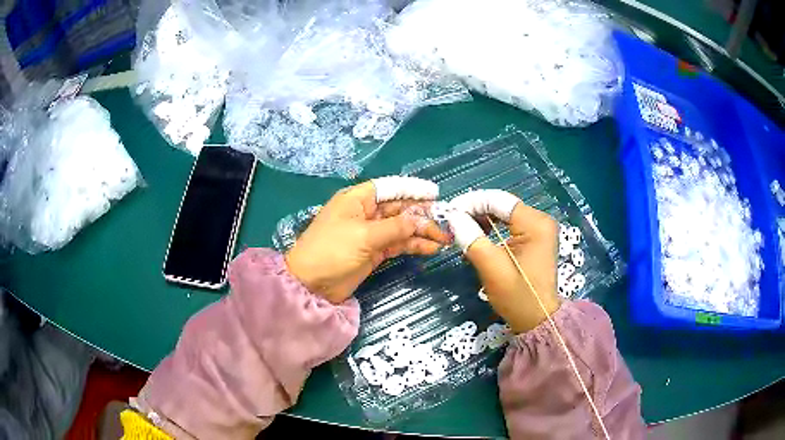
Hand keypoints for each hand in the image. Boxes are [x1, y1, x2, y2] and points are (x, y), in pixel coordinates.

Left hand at [286, 177, 449, 303]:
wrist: (312, 285)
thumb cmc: (332, 251)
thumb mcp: (364, 235)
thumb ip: (395, 227)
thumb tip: (419, 221)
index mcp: (357, 199)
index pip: (389, 188)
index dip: (412, 189)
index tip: (435, 194)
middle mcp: (365, 212)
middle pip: (399, 208)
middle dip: (422, 214)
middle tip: (446, 221)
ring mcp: (370, 233)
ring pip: (401, 227)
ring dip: (422, 232)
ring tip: (444, 239)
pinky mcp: (374, 252)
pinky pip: (398, 244)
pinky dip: (414, 245)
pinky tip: (431, 248)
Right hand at [445, 190, 559, 332]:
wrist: (537, 319)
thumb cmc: (517, 297)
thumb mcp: (492, 269)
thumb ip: (472, 238)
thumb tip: (453, 216)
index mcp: (535, 224)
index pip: (498, 200)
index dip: (471, 203)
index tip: (449, 212)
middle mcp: (540, 220)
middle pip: (501, 204)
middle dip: (475, 210)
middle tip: (452, 221)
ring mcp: (539, 228)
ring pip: (503, 213)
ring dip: (481, 219)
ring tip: (461, 229)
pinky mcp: (535, 237)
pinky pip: (509, 224)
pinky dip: (491, 227)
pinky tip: (477, 235)